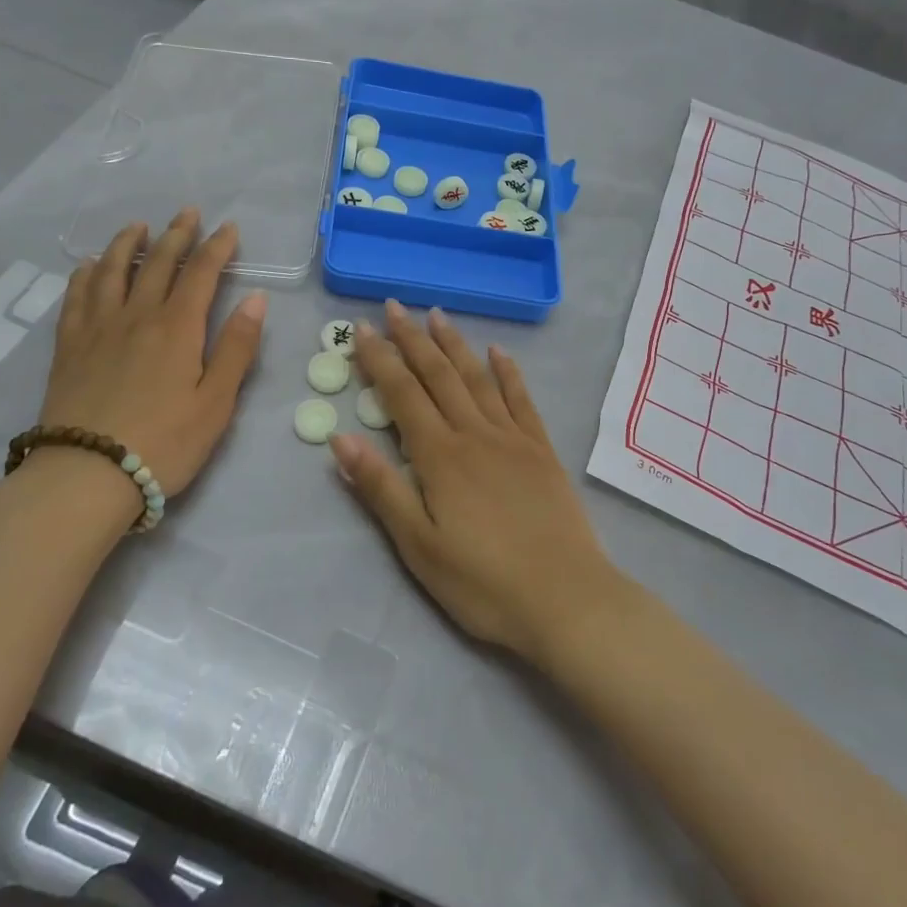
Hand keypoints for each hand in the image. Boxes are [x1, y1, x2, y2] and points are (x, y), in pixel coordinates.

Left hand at [39, 208, 265, 495]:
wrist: (88, 473)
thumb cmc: (165, 442)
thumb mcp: (216, 402)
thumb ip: (236, 348)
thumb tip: (256, 298)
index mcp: (177, 328)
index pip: (201, 274)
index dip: (217, 247)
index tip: (228, 227)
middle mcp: (136, 315)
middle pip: (157, 263)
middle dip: (176, 234)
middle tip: (188, 213)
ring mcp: (97, 328)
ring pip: (111, 270)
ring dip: (126, 243)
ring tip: (137, 226)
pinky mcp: (69, 347)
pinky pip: (76, 297)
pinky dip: (85, 274)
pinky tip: (88, 267)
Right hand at [330, 300, 621, 663]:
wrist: (566, 599)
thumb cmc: (483, 582)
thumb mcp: (418, 546)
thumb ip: (380, 488)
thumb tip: (340, 439)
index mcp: (440, 456)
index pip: (402, 394)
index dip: (379, 360)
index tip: (361, 329)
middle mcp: (475, 434)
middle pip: (438, 375)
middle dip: (412, 340)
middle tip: (394, 306)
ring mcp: (513, 439)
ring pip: (477, 378)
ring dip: (455, 344)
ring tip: (437, 315)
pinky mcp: (542, 451)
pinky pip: (521, 400)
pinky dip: (508, 372)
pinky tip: (499, 352)